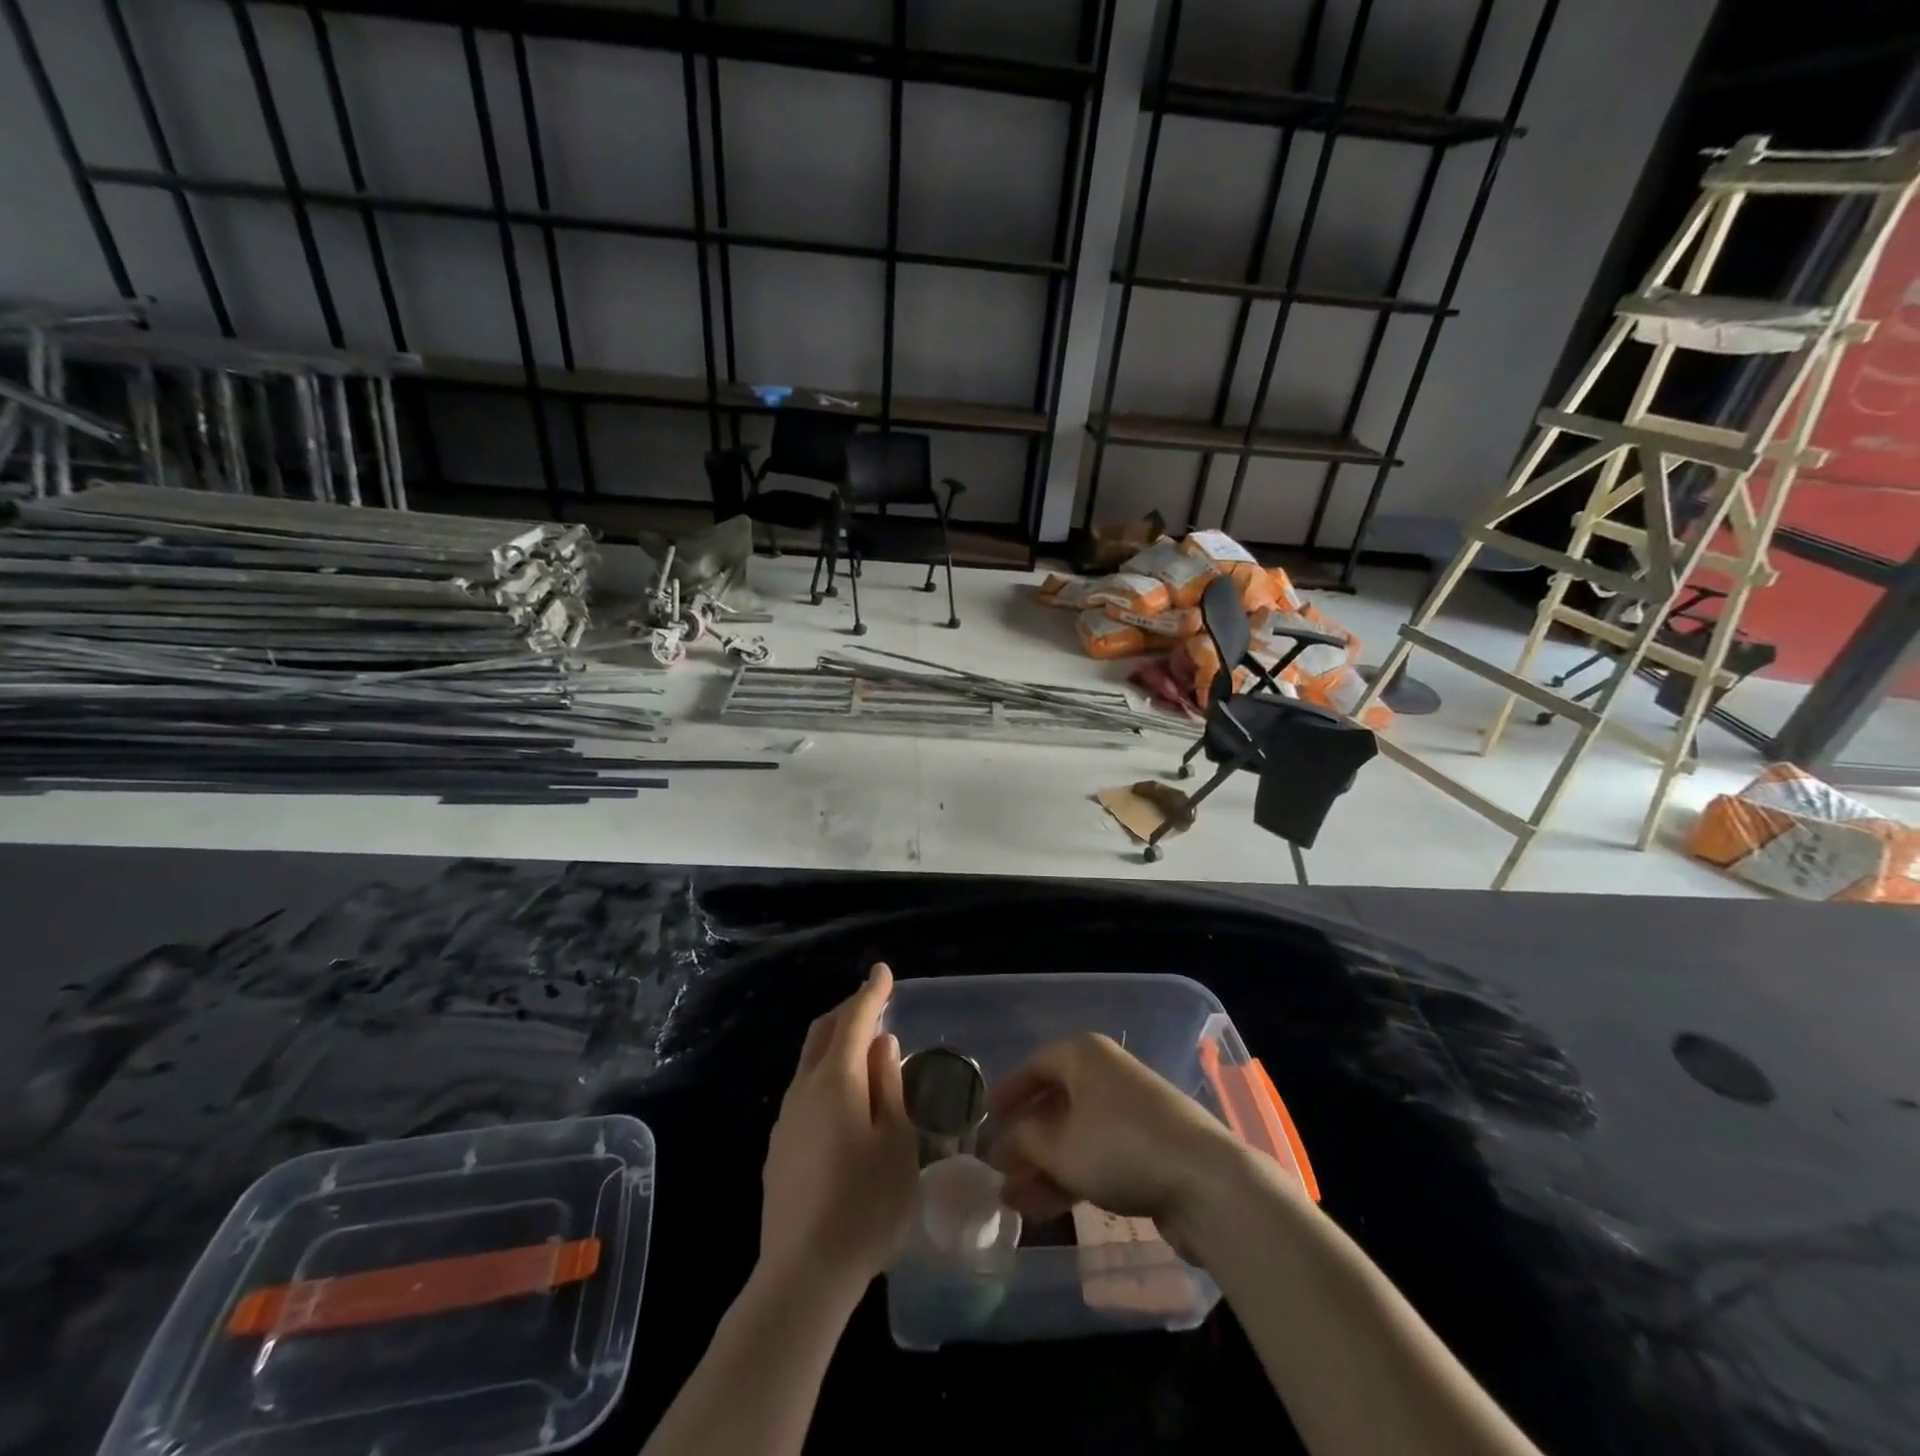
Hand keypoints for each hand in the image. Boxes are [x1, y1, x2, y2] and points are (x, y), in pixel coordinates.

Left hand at [758, 963, 917, 1304]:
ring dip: (836, 1042)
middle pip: (824, 1033)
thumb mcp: (896, 1142)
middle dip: (848, 1010)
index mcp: (836, 1080)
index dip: (871, 993)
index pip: (855, 1020)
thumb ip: (888, 1085)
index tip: (883, 972)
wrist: (804, 1275)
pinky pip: (805, 1091)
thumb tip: (882, 1044)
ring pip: (811, 1062)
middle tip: (874, 1002)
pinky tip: (845, 1099)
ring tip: (864, 1047)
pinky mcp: (780, 1148)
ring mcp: (786, 1119)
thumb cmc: (866, 1205)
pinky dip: (827, 1074)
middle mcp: (804, 1089)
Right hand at [986, 1033, 1251, 1257]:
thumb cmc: (1120, 1147)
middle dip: (1025, 1141)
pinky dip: (1072, 1177)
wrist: (1205, 1181)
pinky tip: (1046, 1209)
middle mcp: (1106, 1074)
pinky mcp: (1148, 1146)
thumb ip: (1023, 1141)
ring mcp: (1130, 1111)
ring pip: (1075, 1135)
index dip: (1008, 1093)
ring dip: (1044, 1167)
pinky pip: (1097, 1155)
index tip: (986, 1118)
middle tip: (998, 1170)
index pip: (1036, 1066)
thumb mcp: (1059, 1145)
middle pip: (1055, 1103)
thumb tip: (1003, 1142)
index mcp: (1084, 1055)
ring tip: (1013, 1202)